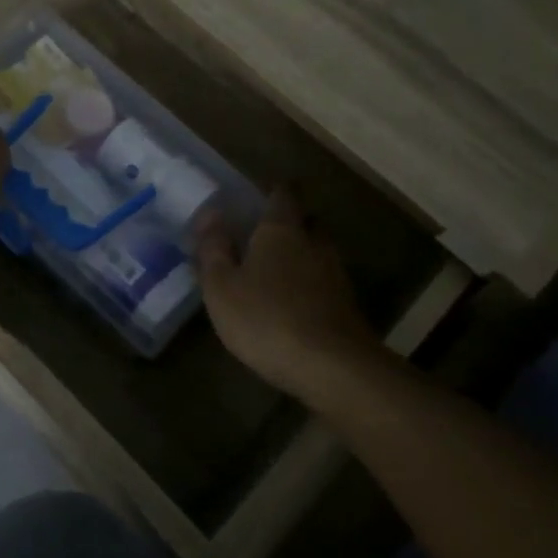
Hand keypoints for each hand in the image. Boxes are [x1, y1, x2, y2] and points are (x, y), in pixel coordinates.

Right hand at [199, 189, 369, 397]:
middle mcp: (313, 243)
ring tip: (277, 269)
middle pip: (306, 220)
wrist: (331, 366)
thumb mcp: (222, 286)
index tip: (261, 194)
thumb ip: (214, 249)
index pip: (283, 194)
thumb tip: (210, 214)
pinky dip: (310, 283)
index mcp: (281, 230)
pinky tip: (294, 302)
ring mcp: (335, 274)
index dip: (273, 191)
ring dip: (302, 254)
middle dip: (290, 222)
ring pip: (318, 251)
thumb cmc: (266, 318)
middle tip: (266, 232)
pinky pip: (324, 281)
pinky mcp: (346, 305)